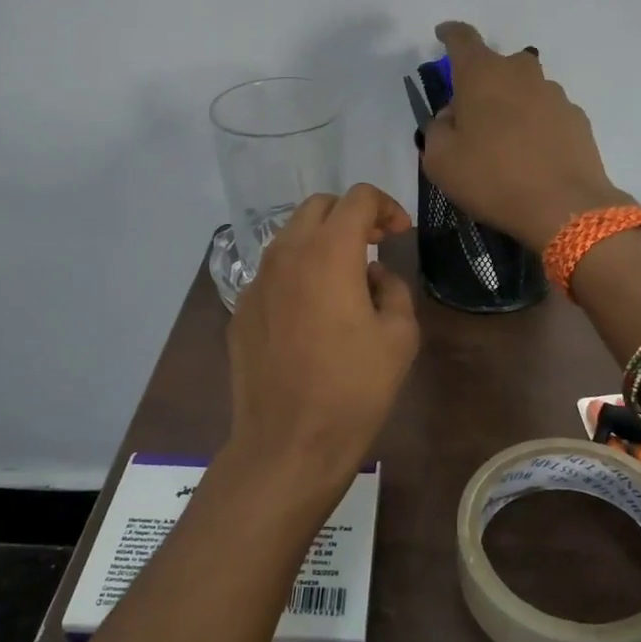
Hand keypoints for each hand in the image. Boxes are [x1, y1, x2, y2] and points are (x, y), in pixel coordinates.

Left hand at [221, 184, 420, 511]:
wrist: (288, 443)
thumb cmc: (353, 389)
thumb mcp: (399, 336)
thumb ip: (393, 288)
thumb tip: (373, 275)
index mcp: (327, 253)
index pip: (356, 198)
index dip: (385, 206)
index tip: (399, 234)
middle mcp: (285, 255)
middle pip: (318, 207)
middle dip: (351, 216)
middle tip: (375, 246)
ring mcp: (256, 282)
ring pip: (290, 237)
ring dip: (321, 241)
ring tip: (346, 278)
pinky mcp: (241, 310)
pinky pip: (273, 273)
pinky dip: (297, 272)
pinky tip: (313, 312)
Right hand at [421, 21, 630, 249]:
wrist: (564, 207)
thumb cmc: (492, 179)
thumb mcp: (440, 160)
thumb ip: (437, 129)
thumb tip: (452, 117)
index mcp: (482, 75)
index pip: (462, 38)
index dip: (449, 34)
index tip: (442, 35)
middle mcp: (520, 73)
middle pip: (496, 66)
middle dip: (481, 82)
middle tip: (470, 116)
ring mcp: (554, 94)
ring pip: (523, 90)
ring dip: (510, 105)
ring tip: (503, 144)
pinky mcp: (576, 118)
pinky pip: (545, 113)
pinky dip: (534, 125)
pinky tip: (531, 156)